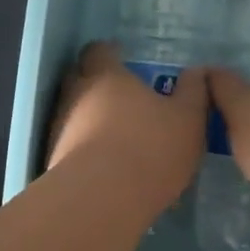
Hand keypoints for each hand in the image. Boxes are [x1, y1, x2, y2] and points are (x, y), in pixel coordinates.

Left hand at [49, 42, 207, 211]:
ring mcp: (60, 129)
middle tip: (121, 96)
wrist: (101, 200)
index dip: (109, 53)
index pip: (98, 50)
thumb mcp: (188, 119)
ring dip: (90, 118)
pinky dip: (85, 148)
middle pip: (79, 78)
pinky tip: (105, 165)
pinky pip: (71, 144)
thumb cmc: (149, 148)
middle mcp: (75, 95)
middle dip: (96, 83)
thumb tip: (196, 72)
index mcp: (106, 75)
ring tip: (116, 135)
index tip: (122, 59)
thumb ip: (193, 93)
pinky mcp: (53, 160)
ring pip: (73, 113)